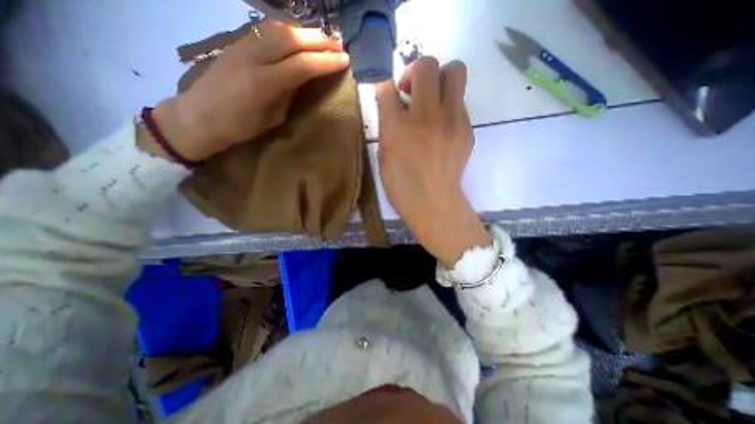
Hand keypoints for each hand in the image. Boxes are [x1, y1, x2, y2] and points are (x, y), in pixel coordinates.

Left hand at [141, 19, 347, 162]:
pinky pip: (267, 29)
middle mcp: (253, 57)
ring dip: (306, 32)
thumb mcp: (273, 117)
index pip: (302, 65)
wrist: (200, 115)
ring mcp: (242, 45)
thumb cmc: (240, 126)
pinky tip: (299, 37)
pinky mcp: (237, 41)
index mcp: (264, 83)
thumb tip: (302, 77)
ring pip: (280, 28)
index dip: (326, 61)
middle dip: (320, 40)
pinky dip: (289, 30)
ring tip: (323, 40)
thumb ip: (288, 93)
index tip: (345, 61)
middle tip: (340, 47)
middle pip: (292, 39)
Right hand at [375, 57, 492, 267]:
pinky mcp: (467, 129)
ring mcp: (452, 121)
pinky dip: (448, 105)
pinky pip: (460, 101)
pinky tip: (441, 126)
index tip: (388, 91)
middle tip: (412, 91)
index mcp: (398, 127)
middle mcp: (426, 117)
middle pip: (427, 64)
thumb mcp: (385, 156)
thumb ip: (387, 125)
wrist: (434, 204)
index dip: (385, 83)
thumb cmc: (402, 185)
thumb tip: (392, 102)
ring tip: (431, 102)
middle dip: (416, 70)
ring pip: (455, 72)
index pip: (388, 85)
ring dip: (439, 80)